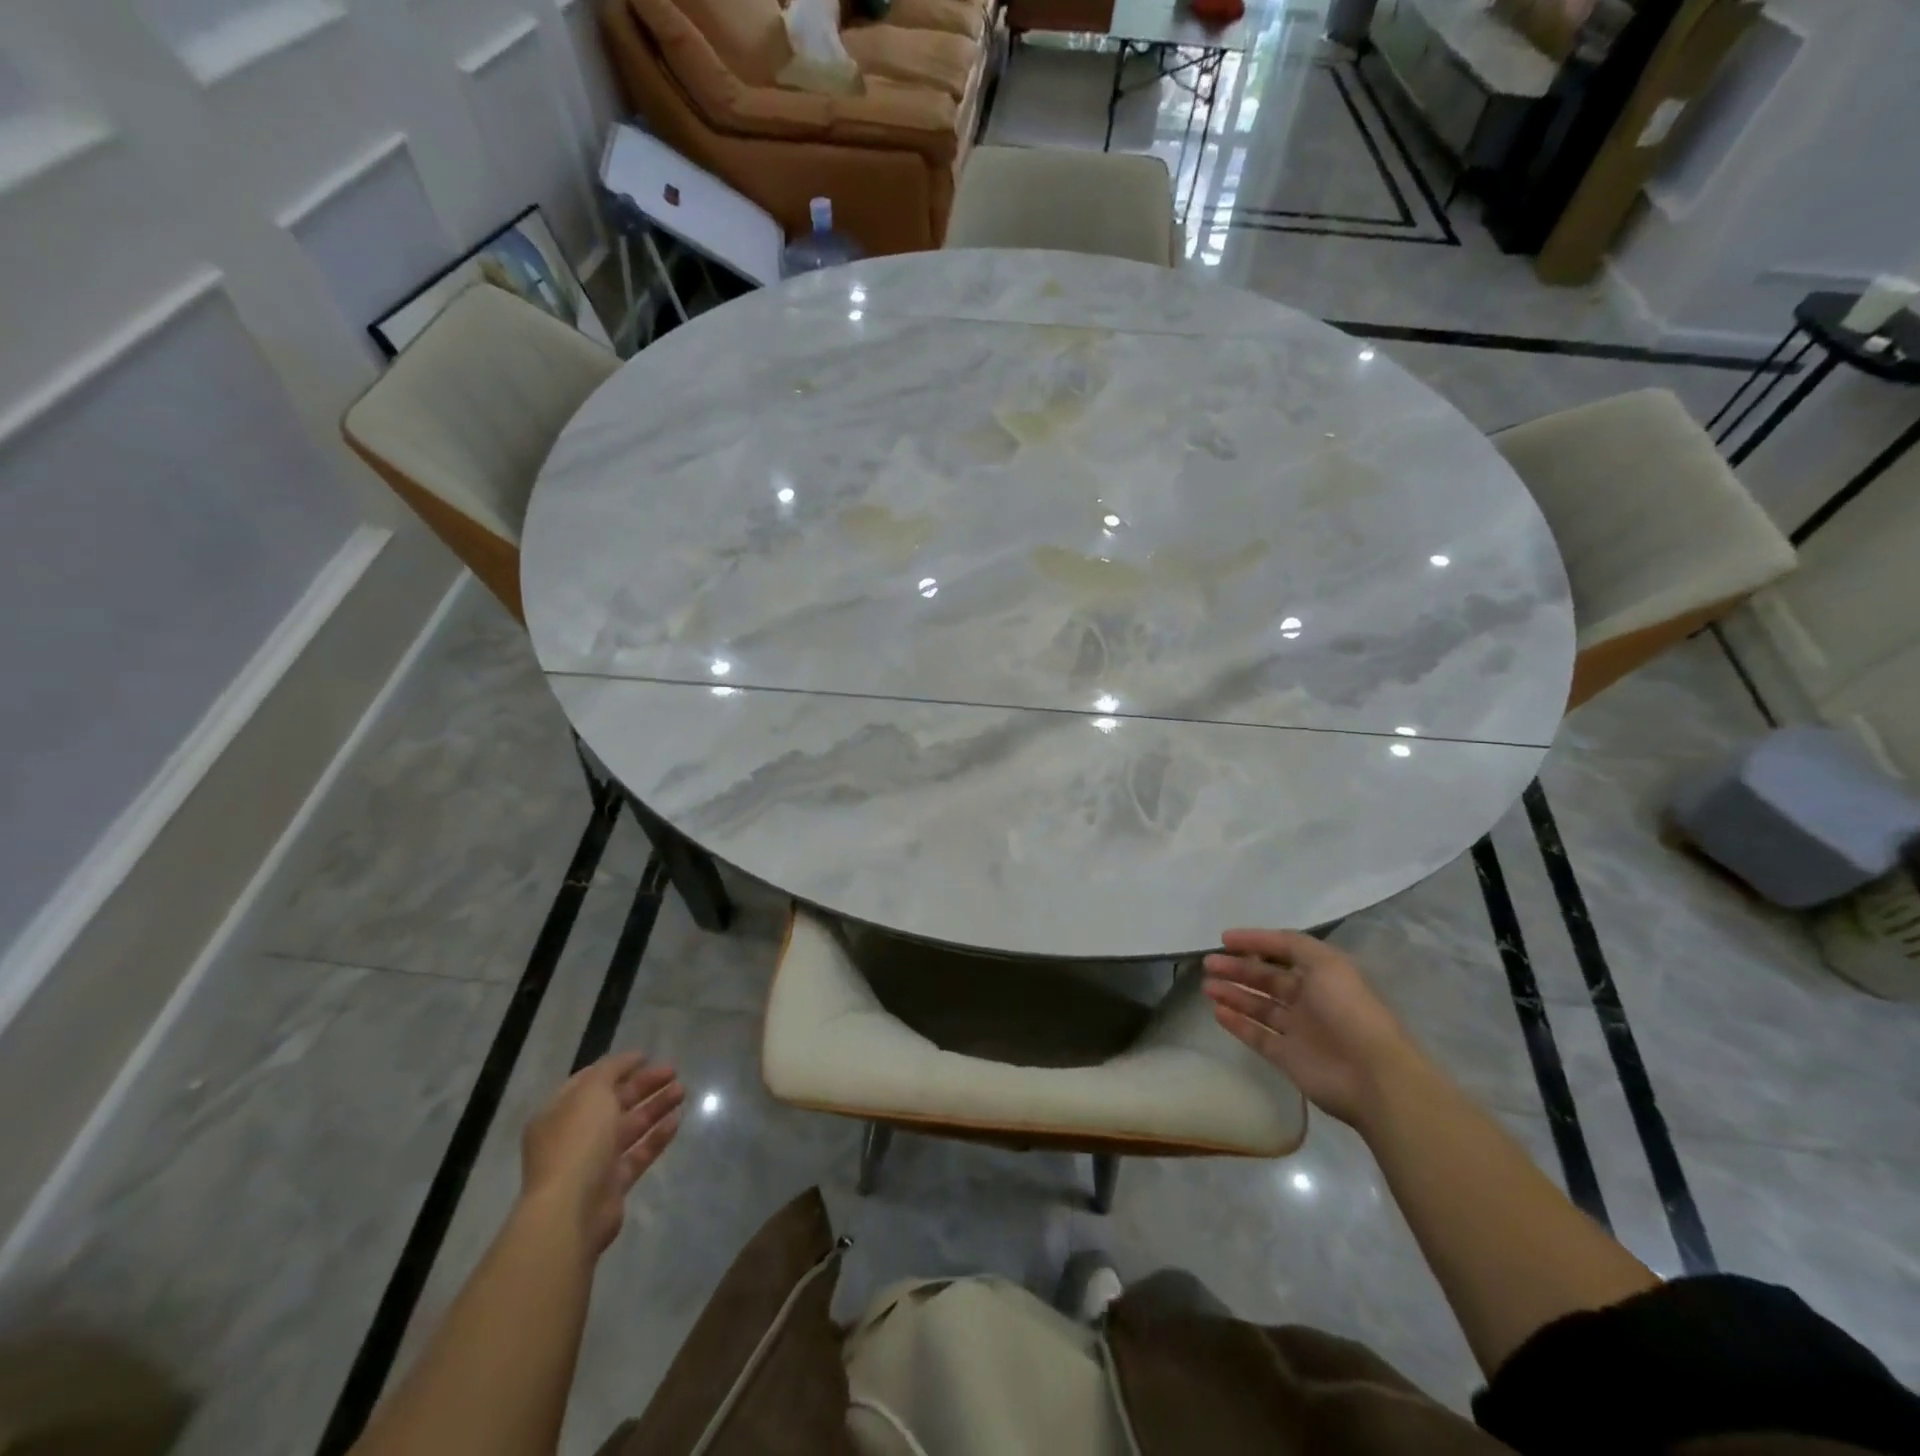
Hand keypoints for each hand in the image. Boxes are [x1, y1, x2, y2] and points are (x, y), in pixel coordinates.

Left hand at [520, 1051, 683, 1254]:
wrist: (571, 1212)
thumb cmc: (577, 1143)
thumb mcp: (591, 1092)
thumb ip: (611, 1070)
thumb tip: (630, 1058)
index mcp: (559, 1113)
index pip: (589, 1082)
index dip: (618, 1067)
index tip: (647, 1056)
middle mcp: (573, 1135)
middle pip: (613, 1103)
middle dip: (643, 1085)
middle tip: (673, 1071)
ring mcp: (593, 1162)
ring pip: (629, 1127)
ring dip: (655, 1107)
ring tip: (682, 1090)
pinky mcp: (613, 1184)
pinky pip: (638, 1154)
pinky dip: (656, 1136)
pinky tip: (677, 1120)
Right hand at [1203, 929, 1423, 1128]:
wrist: (1372, 1075)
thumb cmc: (1349, 1009)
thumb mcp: (1326, 962)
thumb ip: (1291, 945)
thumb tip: (1256, 940)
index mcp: (1323, 975)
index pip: (1283, 952)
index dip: (1255, 943)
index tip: (1224, 939)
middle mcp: (1310, 1000)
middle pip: (1267, 979)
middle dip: (1238, 969)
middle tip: (1209, 963)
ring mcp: (1299, 1030)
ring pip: (1259, 1007)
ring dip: (1233, 994)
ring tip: (1207, 986)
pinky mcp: (1288, 1058)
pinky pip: (1257, 1036)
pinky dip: (1237, 1024)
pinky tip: (1216, 1011)